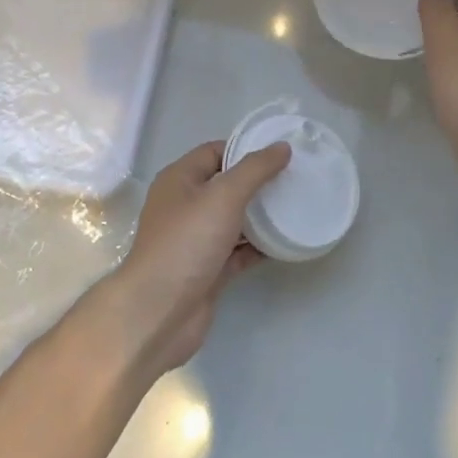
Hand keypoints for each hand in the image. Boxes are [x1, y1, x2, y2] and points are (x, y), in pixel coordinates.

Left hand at [89, 139, 290, 381]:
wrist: (161, 310)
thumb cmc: (187, 242)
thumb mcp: (223, 195)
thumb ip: (255, 169)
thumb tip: (282, 147)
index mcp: (180, 179)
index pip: (215, 152)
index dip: (246, 149)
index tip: (281, 153)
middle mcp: (185, 206)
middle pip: (226, 186)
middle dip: (258, 183)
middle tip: (295, 179)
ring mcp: (195, 240)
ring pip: (233, 220)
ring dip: (260, 216)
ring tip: (296, 207)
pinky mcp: (207, 269)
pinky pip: (237, 251)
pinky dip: (258, 247)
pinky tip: (284, 243)